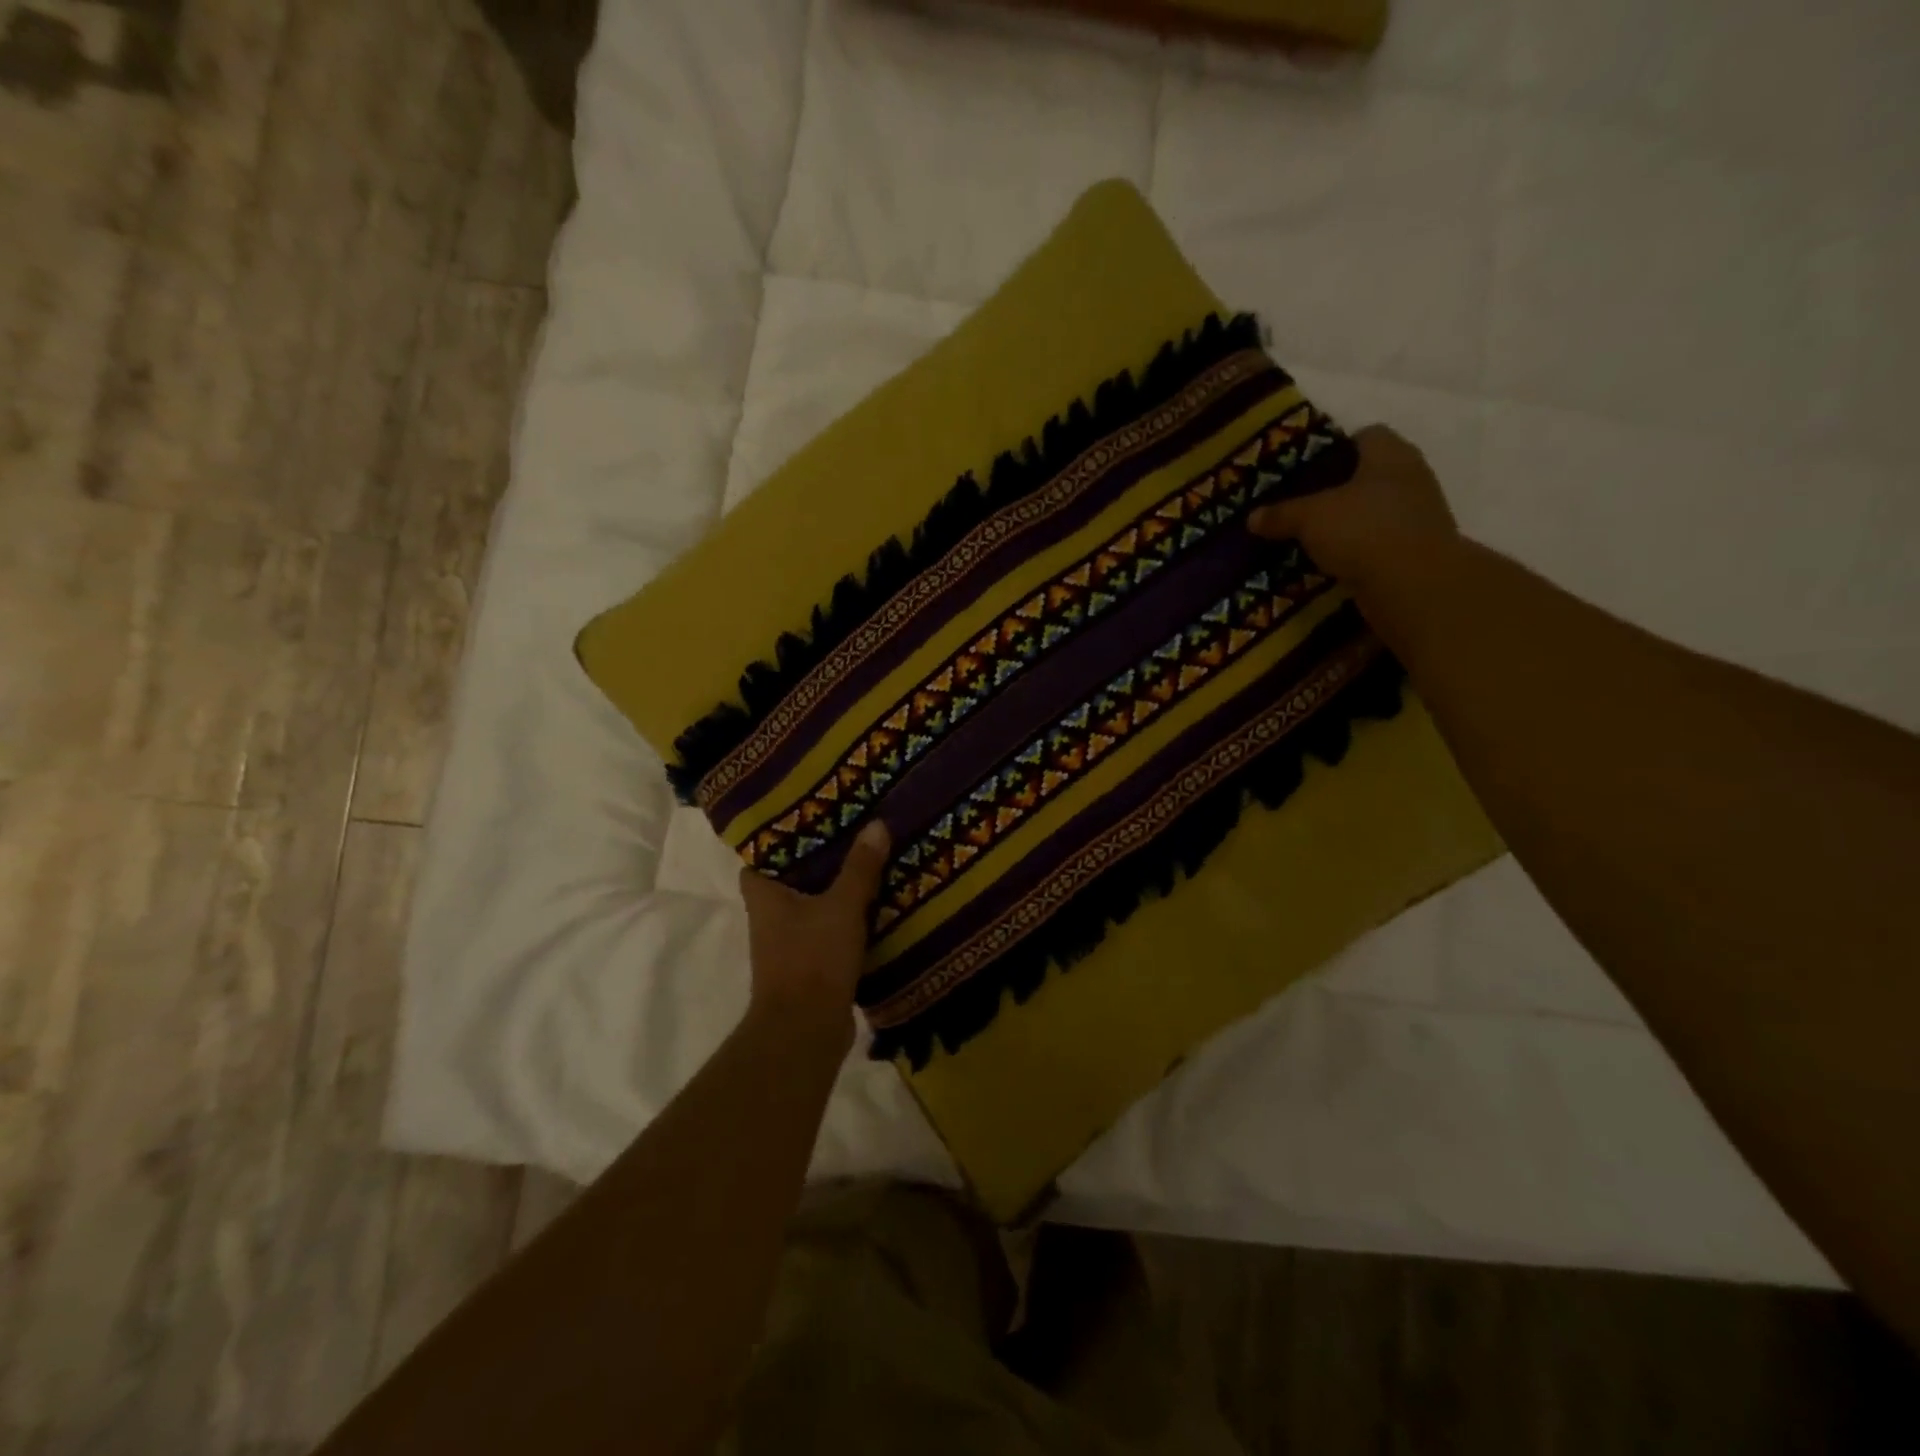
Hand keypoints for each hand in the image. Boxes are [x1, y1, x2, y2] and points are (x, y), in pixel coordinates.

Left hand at [738, 821, 891, 1035]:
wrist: (806, 1032)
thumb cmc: (813, 959)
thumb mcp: (842, 906)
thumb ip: (860, 867)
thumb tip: (877, 824)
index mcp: (764, 897)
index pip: (759, 859)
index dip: (780, 840)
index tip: (810, 820)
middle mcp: (769, 919)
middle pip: (790, 880)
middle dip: (818, 862)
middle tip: (851, 835)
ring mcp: (788, 946)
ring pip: (812, 907)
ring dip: (835, 892)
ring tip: (869, 864)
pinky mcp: (809, 968)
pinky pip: (828, 933)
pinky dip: (846, 921)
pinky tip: (875, 907)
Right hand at [1248, 424, 1456, 588]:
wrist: (1414, 584)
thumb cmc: (1363, 530)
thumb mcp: (1310, 518)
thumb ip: (1281, 514)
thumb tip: (1251, 517)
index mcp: (1390, 454)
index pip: (1367, 435)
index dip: (1336, 447)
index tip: (1307, 468)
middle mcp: (1411, 477)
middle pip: (1370, 474)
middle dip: (1338, 489)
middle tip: (1302, 504)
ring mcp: (1418, 514)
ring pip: (1374, 510)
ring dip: (1349, 522)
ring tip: (1311, 537)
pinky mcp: (1416, 549)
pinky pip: (1379, 541)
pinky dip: (1358, 549)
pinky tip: (1331, 562)